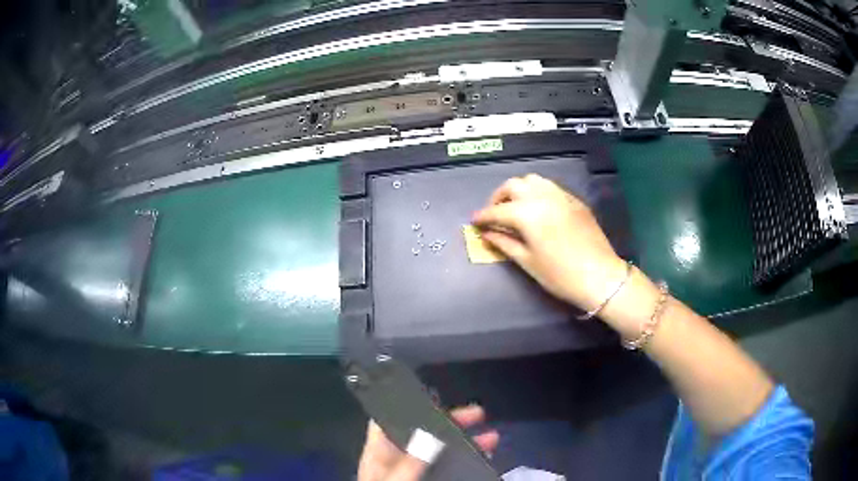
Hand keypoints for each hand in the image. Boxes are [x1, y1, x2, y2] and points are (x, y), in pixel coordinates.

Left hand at [357, 405, 498, 480]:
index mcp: (381, 453)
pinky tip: (483, 458)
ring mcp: (416, 471)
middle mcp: (399, 459)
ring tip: (492, 439)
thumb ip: (409, 462)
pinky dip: (465, 460)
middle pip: (424, 432)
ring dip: (466, 442)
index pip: (389, 420)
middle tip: (478, 415)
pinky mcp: (431, 479)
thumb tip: (430, 436)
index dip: (409, 405)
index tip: (437, 397)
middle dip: (452, 422)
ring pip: (441, 450)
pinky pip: (449, 466)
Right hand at [472, 174, 626, 311]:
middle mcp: (542, 197)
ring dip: (519, 190)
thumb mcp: (528, 262)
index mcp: (527, 213)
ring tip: (515, 207)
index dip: (483, 216)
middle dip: (499, 197)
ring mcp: (561, 196)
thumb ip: (504, 243)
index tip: (474, 221)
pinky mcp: (574, 200)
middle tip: (494, 214)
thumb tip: (486, 234)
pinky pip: (550, 187)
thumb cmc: (560, 275)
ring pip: (533, 180)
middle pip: (513, 185)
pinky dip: (537, 192)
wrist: (600, 276)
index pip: (497, 210)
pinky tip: (537, 208)